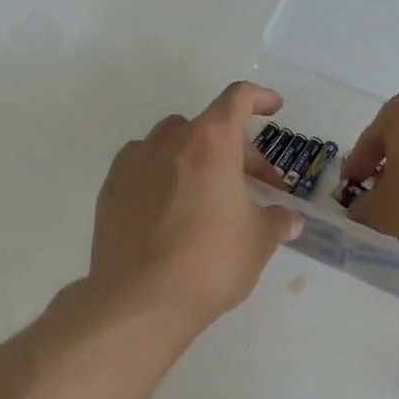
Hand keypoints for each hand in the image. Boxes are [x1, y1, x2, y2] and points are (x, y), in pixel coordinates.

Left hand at [87, 82, 302, 335]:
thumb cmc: (210, 262)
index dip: (259, 98)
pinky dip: (161, 173)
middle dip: (236, 149)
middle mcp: (169, 141)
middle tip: (254, 185)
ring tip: (207, 191)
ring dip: (195, 156)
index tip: (274, 107)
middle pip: (208, 127)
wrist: (139, 299)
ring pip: (170, 142)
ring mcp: (133, 163)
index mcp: (211, 143)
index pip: (238, 99)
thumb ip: (276, 222)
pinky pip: (141, 166)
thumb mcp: (257, 242)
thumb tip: (289, 220)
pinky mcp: (110, 190)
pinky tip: (169, 206)